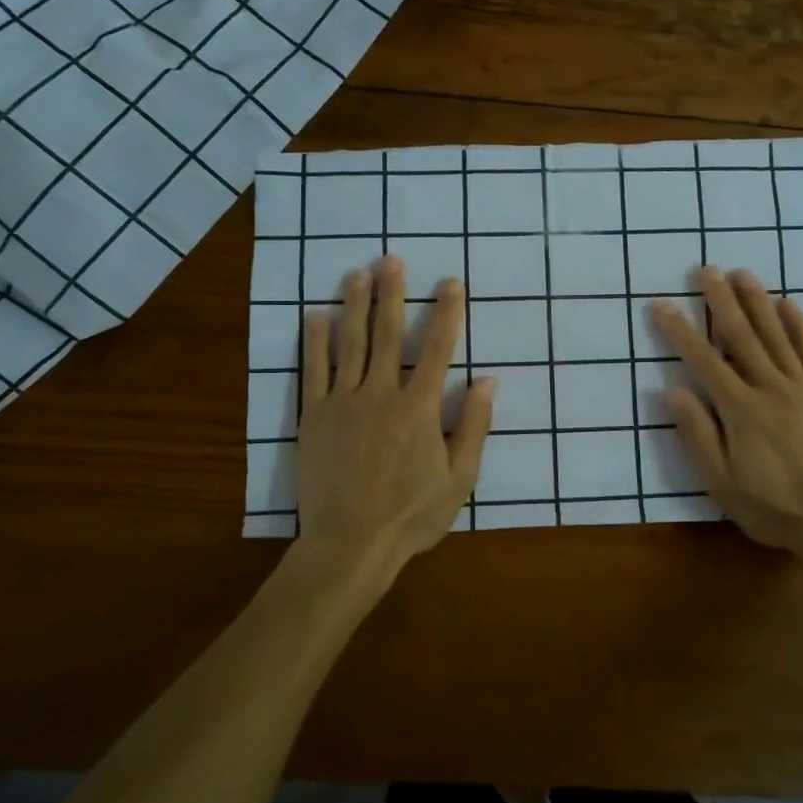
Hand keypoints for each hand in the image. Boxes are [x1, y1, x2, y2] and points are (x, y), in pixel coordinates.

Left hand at [296, 256, 495, 573]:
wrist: (350, 543)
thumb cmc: (411, 514)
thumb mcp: (459, 478)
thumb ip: (474, 427)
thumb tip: (488, 381)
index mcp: (419, 408)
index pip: (439, 349)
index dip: (447, 312)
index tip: (452, 282)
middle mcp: (381, 394)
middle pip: (388, 334)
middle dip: (392, 294)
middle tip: (392, 259)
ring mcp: (343, 403)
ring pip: (350, 343)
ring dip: (355, 305)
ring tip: (357, 273)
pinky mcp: (314, 416)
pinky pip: (314, 370)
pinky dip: (316, 340)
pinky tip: (317, 315)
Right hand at [652, 267, 802, 557]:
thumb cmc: (772, 506)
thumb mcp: (722, 482)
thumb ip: (697, 434)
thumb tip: (671, 391)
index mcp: (740, 410)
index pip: (703, 361)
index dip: (680, 331)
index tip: (662, 304)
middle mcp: (770, 388)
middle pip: (741, 336)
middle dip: (721, 301)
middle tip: (706, 270)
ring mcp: (802, 388)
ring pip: (776, 335)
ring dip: (757, 302)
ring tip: (742, 273)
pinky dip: (799, 326)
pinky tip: (788, 304)